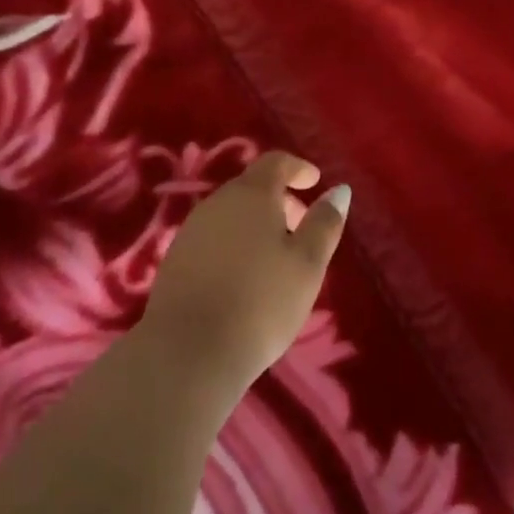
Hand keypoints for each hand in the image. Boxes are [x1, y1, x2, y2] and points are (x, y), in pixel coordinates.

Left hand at [139, 152, 349, 404]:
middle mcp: (217, 202)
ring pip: (231, 213)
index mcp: (251, 194)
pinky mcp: (174, 260)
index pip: (275, 162)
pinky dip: (235, 243)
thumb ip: (324, 223)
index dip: (297, 168)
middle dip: (280, 200)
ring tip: (276, 258)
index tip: (314, 181)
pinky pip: (213, 238)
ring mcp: (191, 230)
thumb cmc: (261, 302)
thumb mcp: (307, 264)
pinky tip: (244, 277)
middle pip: (252, 187)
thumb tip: (339, 190)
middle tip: (301, 227)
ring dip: (256, 224)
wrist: (187, 352)